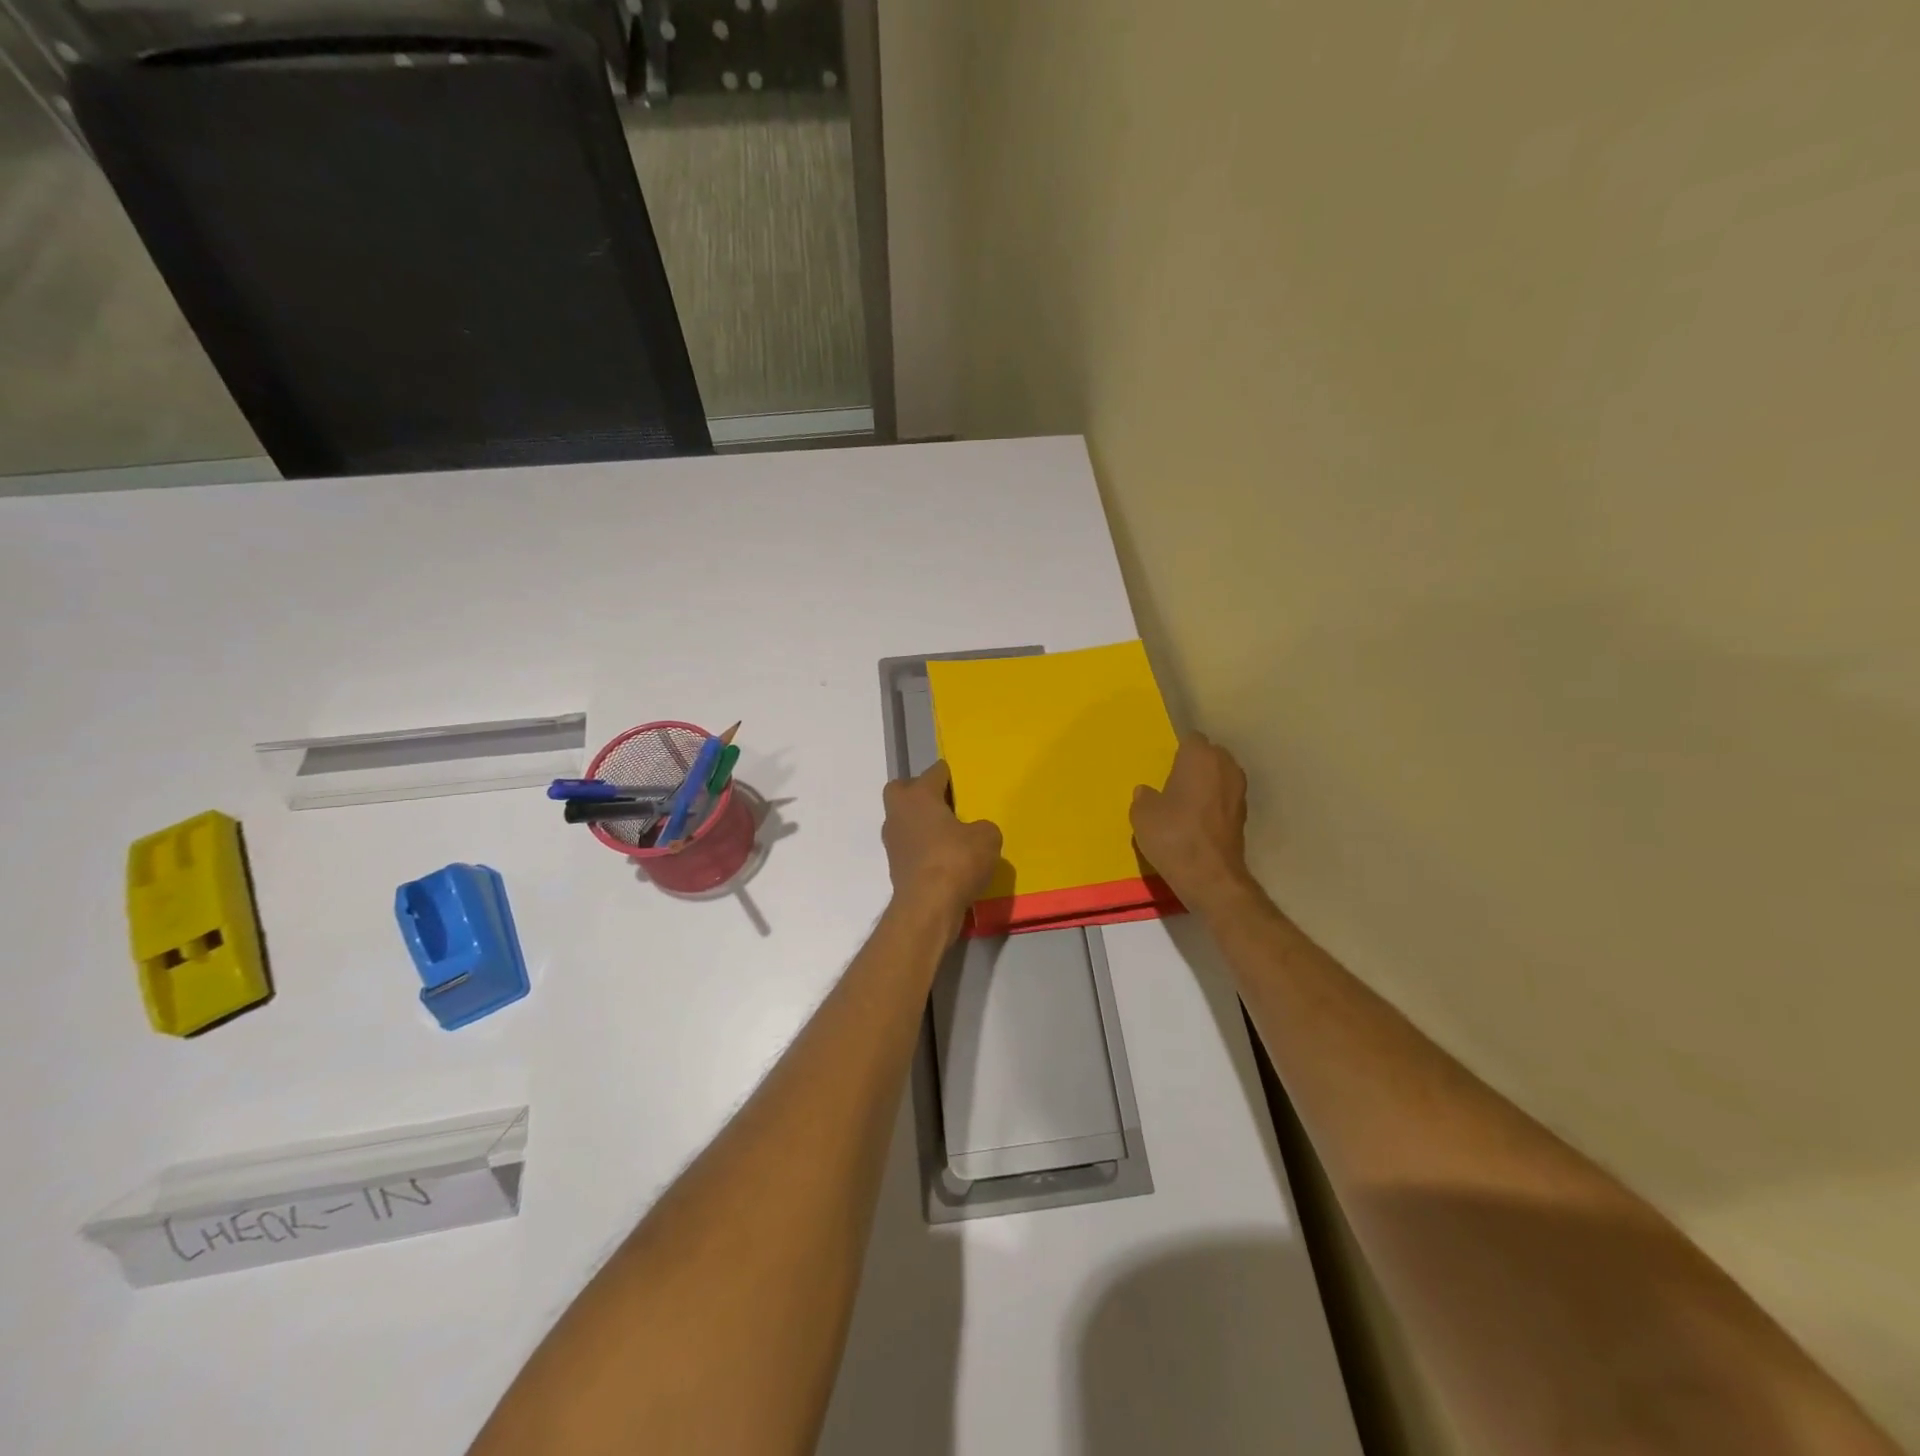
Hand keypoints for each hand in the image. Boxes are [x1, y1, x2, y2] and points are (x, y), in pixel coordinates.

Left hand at [882, 761, 1002, 934]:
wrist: (928, 907)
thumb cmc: (956, 860)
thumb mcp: (987, 838)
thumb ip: (983, 828)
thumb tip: (976, 833)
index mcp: (918, 795)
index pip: (935, 771)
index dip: (951, 775)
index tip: (964, 783)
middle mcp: (899, 813)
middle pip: (903, 790)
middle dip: (920, 793)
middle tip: (946, 805)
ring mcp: (892, 841)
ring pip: (905, 820)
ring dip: (922, 824)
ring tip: (950, 836)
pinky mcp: (895, 867)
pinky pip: (910, 847)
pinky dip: (924, 849)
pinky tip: (945, 861)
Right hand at [1131, 732, 1257, 914]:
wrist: (1210, 877)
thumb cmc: (1173, 836)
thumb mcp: (1142, 815)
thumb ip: (1144, 798)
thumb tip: (1147, 792)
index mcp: (1200, 757)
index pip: (1191, 739)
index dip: (1178, 750)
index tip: (1165, 765)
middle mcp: (1226, 767)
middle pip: (1210, 755)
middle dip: (1195, 764)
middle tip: (1173, 781)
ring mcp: (1239, 792)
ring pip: (1221, 776)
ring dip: (1207, 784)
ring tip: (1185, 801)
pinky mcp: (1244, 816)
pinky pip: (1225, 798)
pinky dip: (1214, 804)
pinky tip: (1197, 820)